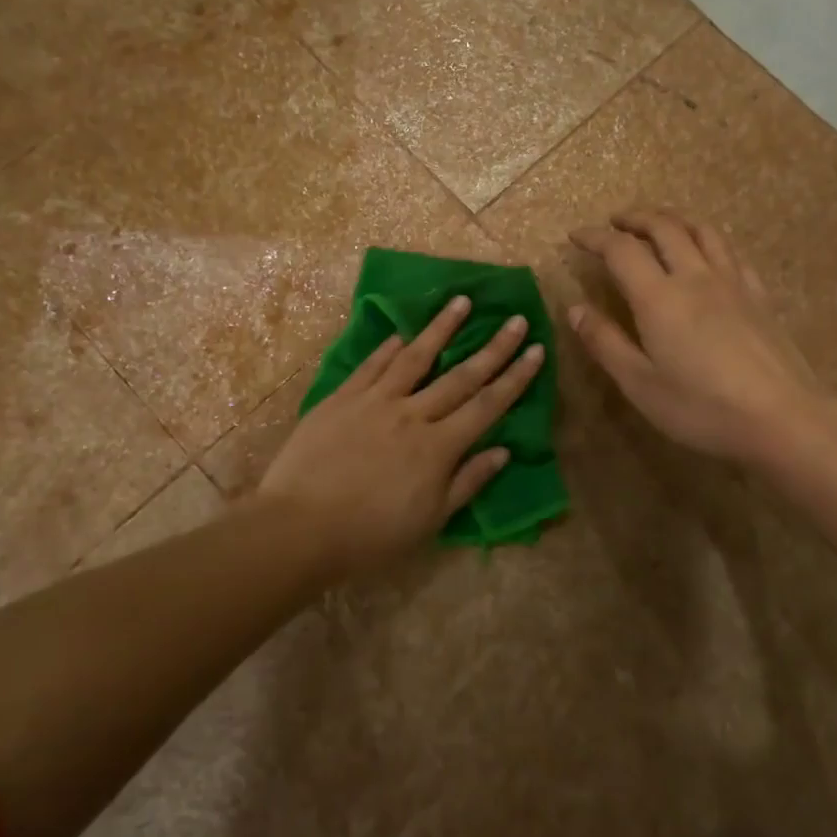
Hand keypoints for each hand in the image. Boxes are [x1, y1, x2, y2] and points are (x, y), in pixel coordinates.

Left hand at [258, 296, 544, 575]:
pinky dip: (389, 347)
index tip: (537, 350)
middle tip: (517, 319)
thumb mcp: (429, 521)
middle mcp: (412, 414)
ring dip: (442, 328)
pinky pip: (371, 365)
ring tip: (462, 301)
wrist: (299, 527)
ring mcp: (375, 401)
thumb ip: (467, 482)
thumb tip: (503, 452)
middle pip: (461, 376)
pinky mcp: (342, 398)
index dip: (515, 377)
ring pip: (415, 357)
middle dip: (494, 347)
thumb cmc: (370, 535)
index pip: (487, 405)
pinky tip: (402, 332)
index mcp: (438, 448)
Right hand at [568, 207, 833, 468]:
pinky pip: (730, 252)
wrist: (781, 418)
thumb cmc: (701, 407)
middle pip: (664, 227)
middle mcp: (694, 277)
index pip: (621, 250)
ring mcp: (732, 283)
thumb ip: (605, 342)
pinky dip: (707, 241)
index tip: (576, 236)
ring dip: (672, 220)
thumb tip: (574, 309)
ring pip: (701, 231)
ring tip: (657, 225)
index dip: (595, 238)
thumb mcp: (639, 384)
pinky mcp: (758, 296)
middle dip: (634, 218)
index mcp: (659, 297)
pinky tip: (706, 255)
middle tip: (614, 221)